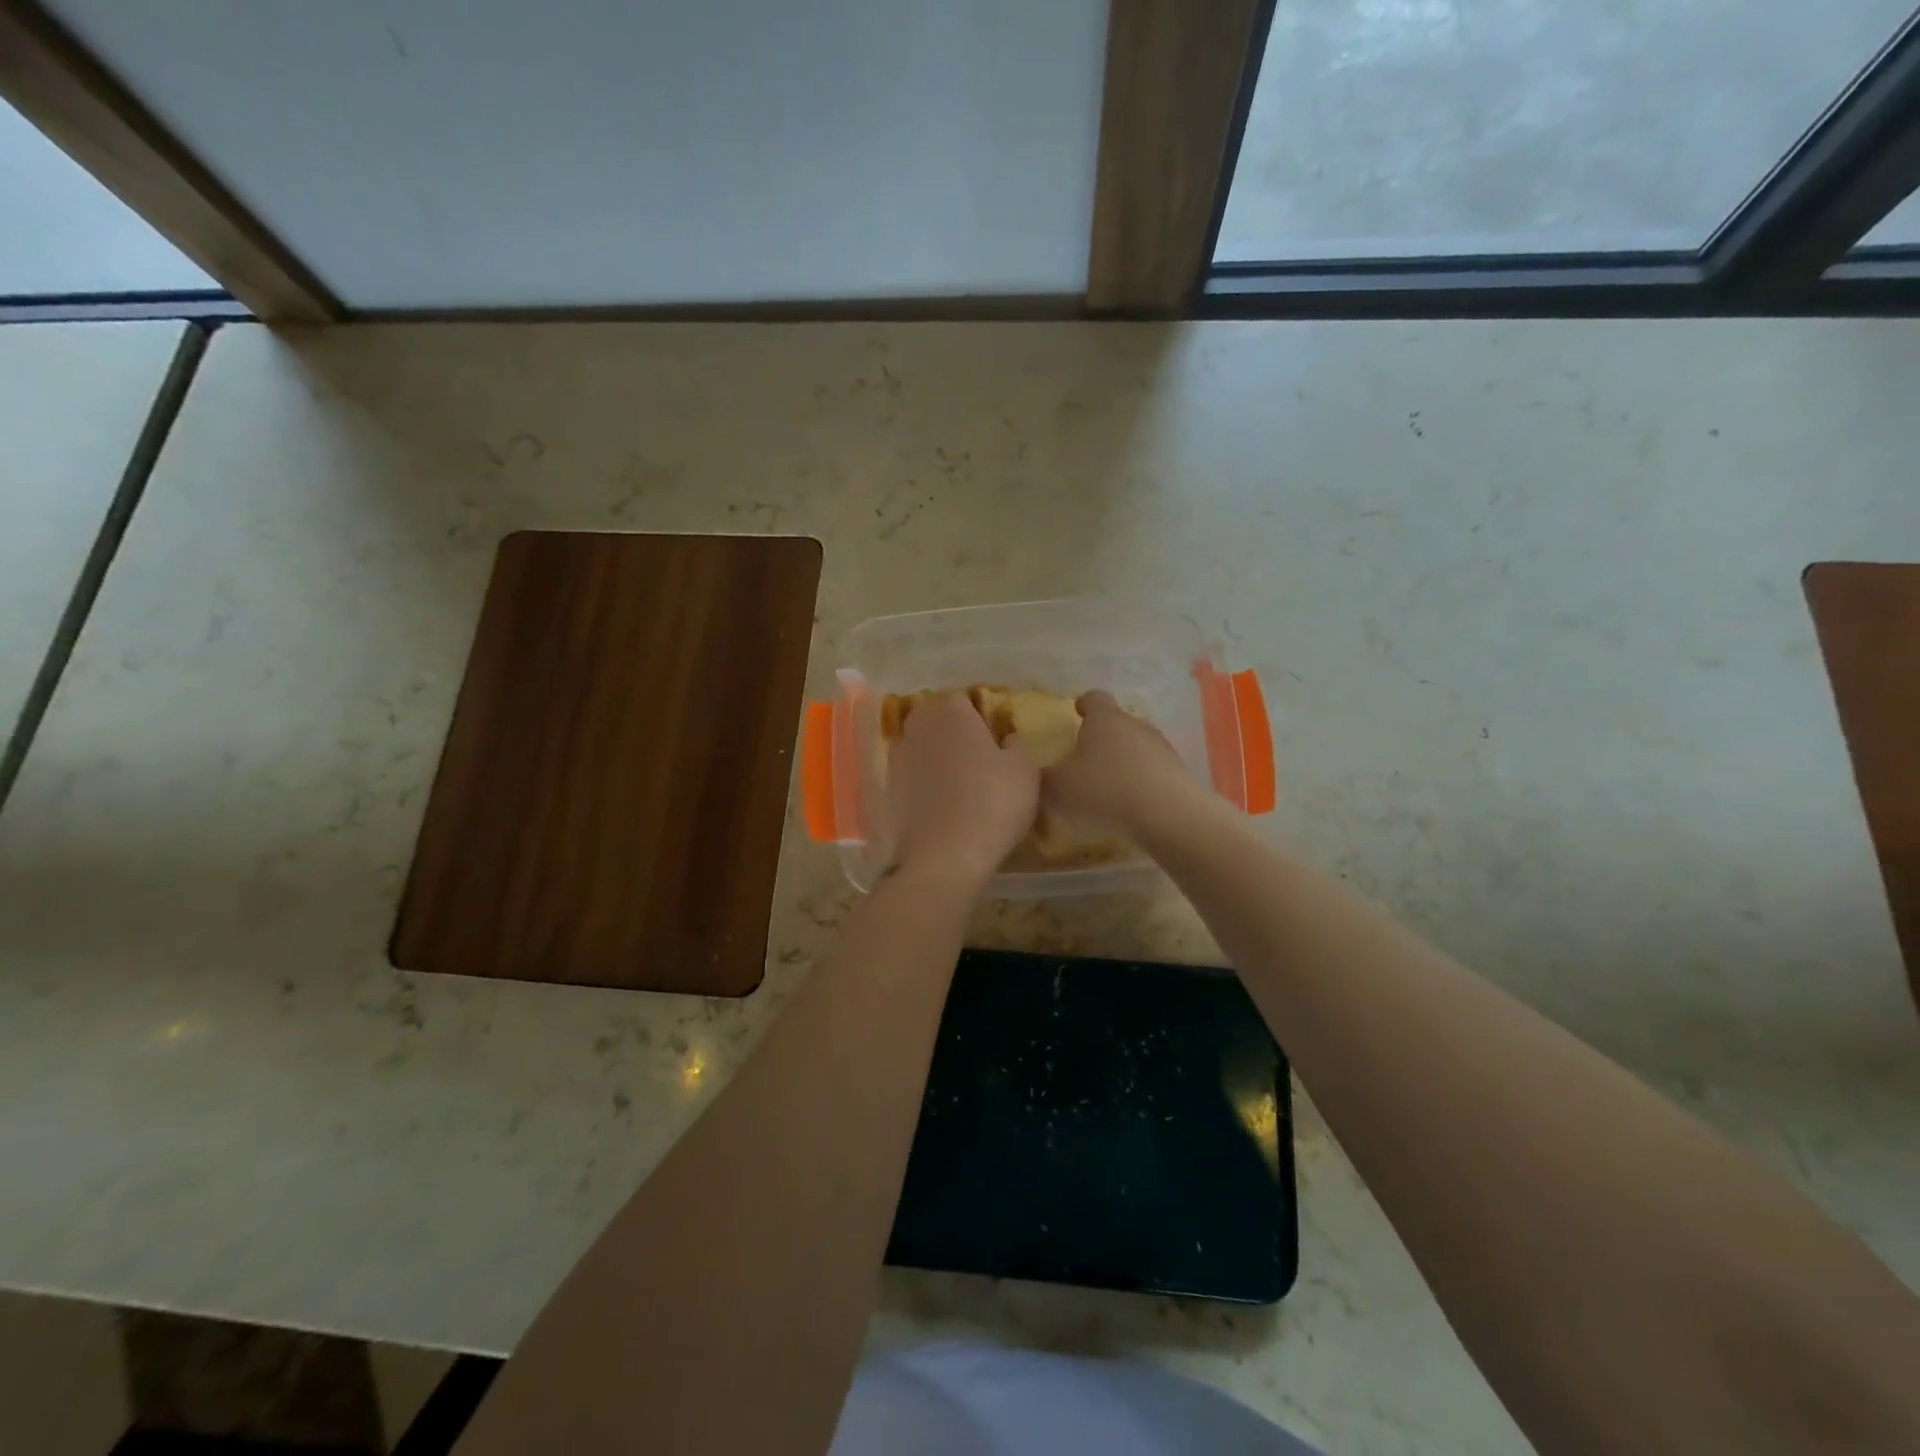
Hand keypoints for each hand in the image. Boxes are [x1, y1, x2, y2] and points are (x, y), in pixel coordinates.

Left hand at [887, 692, 1039, 885]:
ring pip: (923, 747)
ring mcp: (897, 757)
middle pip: (938, 720)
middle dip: (955, 733)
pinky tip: (943, 804)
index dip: (981, 717)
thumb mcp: (1024, 769)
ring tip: (962, 784)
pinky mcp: (888, 788)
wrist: (943, 857)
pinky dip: (925, 783)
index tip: (996, 739)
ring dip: (938, 757)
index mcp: (950, 711)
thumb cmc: (991, 803)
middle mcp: (917, 726)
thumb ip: (1017, 744)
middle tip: (980, 758)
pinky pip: (913, 775)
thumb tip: (1007, 739)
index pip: (965, 700)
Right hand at [1042, 691, 1197, 833]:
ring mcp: (1161, 747)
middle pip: (1116, 723)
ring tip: (1108, 785)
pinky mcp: (1178, 772)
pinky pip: (1152, 770)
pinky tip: (1130, 803)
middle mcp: (1135, 724)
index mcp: (1104, 718)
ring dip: (1123, 760)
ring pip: (1136, 747)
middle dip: (1102, 737)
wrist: (1169, 815)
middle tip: (1085, 758)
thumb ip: (1042, 777)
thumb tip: (1032, 771)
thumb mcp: (1059, 787)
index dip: (1083, 703)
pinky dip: (1140, 781)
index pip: (1094, 698)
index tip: (1076, 711)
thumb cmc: (1106, 790)